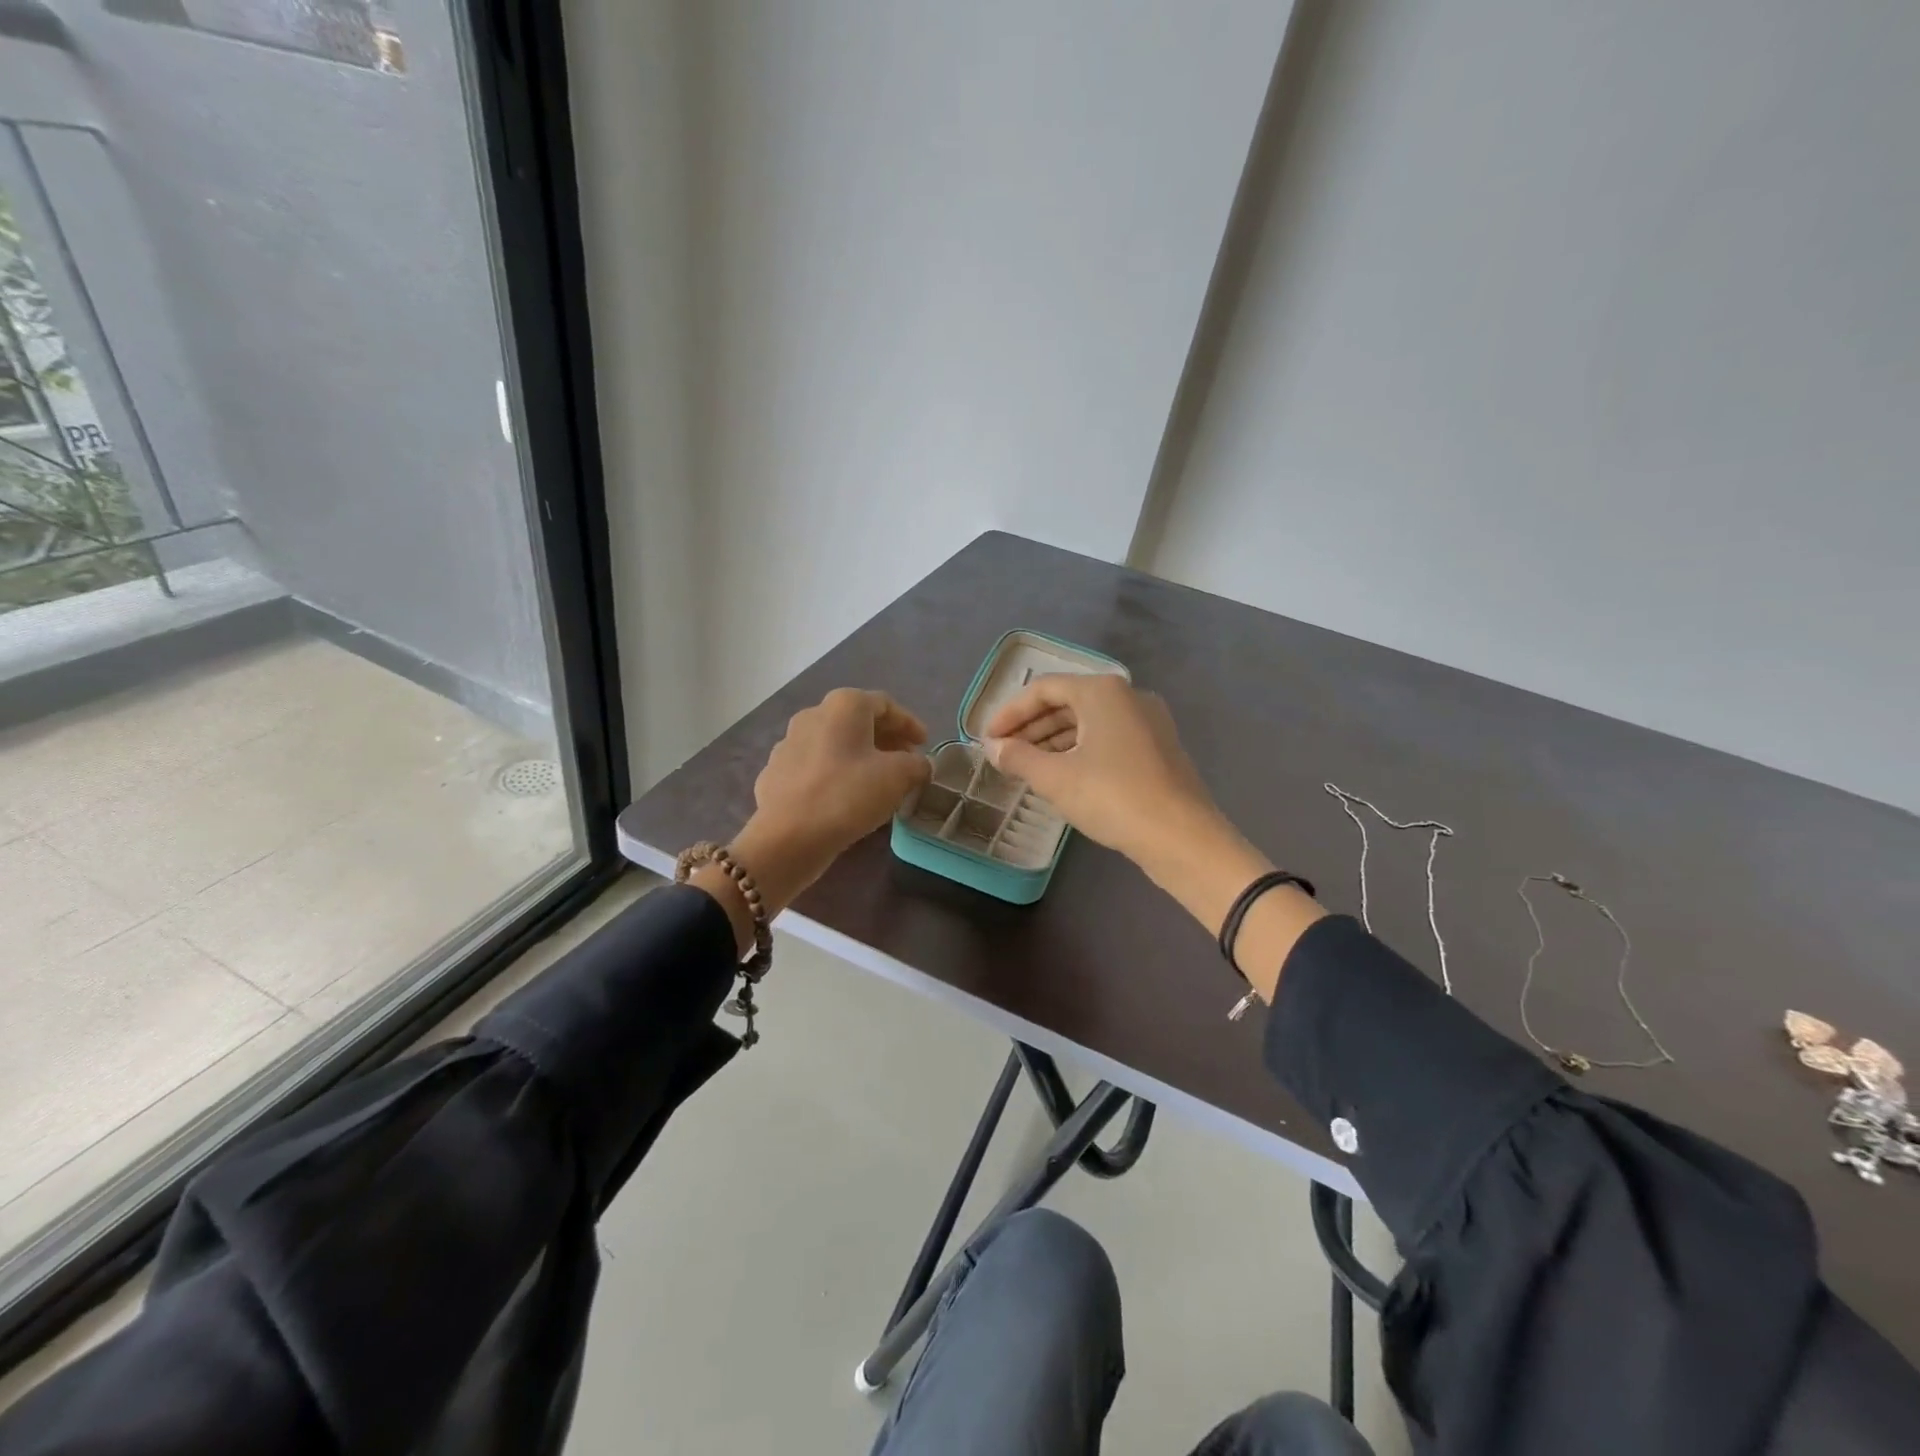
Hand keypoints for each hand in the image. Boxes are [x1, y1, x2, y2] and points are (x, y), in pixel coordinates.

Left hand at [698, 690, 930, 950]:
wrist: (788, 837)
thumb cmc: (848, 795)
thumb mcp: (899, 777)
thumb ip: (917, 764)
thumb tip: (919, 765)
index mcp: (843, 706)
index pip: (885, 704)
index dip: (909, 723)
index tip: (924, 743)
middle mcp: (813, 715)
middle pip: (857, 721)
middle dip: (885, 739)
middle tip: (906, 760)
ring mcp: (788, 744)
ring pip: (834, 744)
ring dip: (859, 756)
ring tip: (878, 780)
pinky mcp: (775, 773)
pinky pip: (815, 767)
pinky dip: (836, 774)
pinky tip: (846, 797)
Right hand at [982, 673, 1219, 870]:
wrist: (1181, 837)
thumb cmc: (1113, 797)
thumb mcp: (1056, 778)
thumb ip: (1018, 757)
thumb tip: (994, 748)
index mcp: (1103, 691)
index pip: (1043, 689)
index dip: (1010, 712)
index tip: (987, 738)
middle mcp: (1128, 696)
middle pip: (1067, 702)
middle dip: (1031, 727)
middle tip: (1003, 753)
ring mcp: (1148, 722)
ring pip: (1089, 722)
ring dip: (1053, 741)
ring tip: (1026, 767)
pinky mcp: (1158, 748)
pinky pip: (1108, 738)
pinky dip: (1080, 751)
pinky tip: (1062, 776)